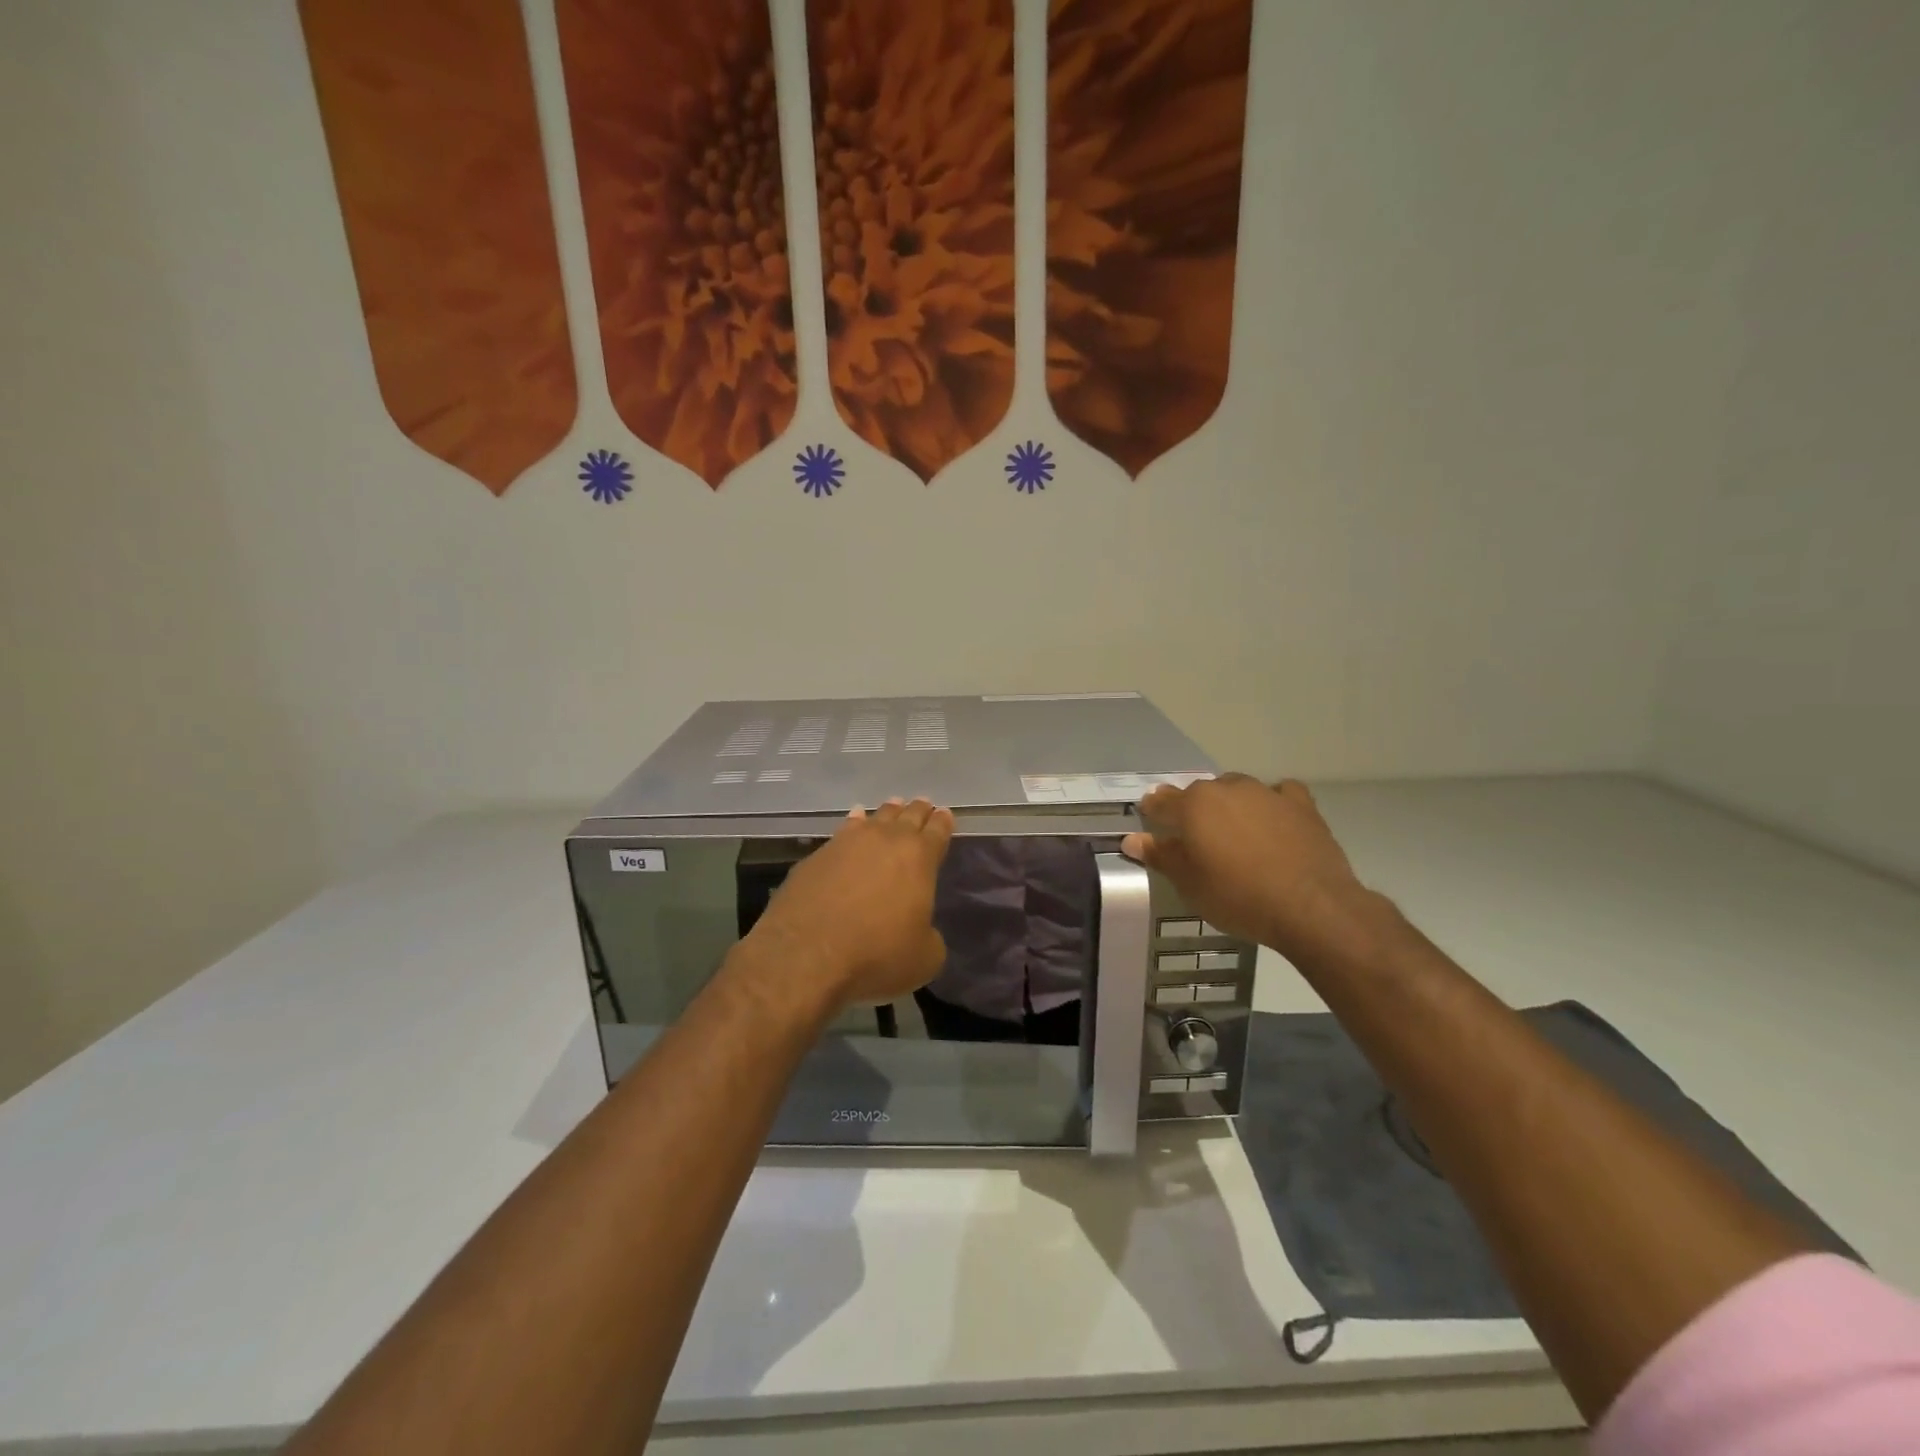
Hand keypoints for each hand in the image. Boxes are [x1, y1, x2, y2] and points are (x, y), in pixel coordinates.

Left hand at [750, 798, 954, 1011]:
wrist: (806, 955)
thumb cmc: (876, 955)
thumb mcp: (924, 959)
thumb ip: (930, 937)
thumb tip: (921, 930)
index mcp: (919, 858)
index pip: (937, 831)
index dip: (943, 822)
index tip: (945, 814)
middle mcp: (885, 840)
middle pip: (907, 816)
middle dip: (917, 811)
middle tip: (923, 805)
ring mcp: (847, 843)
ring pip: (874, 818)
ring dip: (886, 813)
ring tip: (892, 807)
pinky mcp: (816, 856)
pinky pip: (843, 831)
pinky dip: (853, 825)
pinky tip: (853, 823)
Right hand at [1121, 775, 1375, 958]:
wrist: (1311, 906)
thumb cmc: (1238, 896)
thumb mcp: (1190, 884)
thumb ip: (1161, 856)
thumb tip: (1132, 839)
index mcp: (1194, 805)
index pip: (1162, 802)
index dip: (1152, 810)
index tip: (1149, 818)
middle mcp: (1227, 789)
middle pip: (1200, 792)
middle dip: (1192, 808)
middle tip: (1193, 834)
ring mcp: (1266, 793)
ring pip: (1237, 789)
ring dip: (1230, 803)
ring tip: (1233, 830)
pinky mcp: (1300, 805)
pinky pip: (1280, 794)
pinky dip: (1272, 802)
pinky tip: (1274, 820)